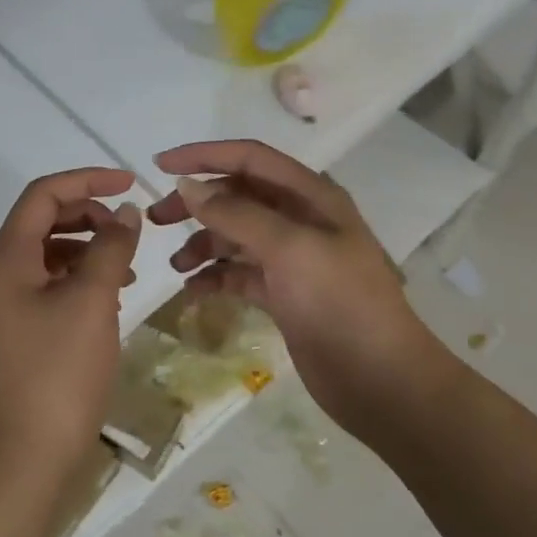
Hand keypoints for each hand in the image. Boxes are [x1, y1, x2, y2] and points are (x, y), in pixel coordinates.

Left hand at [0, 167, 141, 479]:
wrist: (32, 448)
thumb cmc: (61, 369)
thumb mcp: (93, 299)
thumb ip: (111, 247)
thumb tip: (125, 211)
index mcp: (9, 256)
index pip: (44, 194)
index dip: (86, 179)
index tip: (130, 183)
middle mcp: (4, 270)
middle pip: (46, 218)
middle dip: (90, 212)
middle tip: (130, 227)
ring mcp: (13, 299)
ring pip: (54, 249)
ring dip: (91, 245)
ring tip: (130, 264)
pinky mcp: (27, 324)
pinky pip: (57, 280)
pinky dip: (86, 274)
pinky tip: (116, 290)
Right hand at [146, 139, 447, 442]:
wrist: (381, 380)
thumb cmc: (340, 303)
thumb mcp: (289, 249)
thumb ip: (236, 214)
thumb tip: (187, 186)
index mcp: (310, 196)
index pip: (249, 159)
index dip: (204, 156)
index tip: (159, 166)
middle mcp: (300, 220)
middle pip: (237, 197)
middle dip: (196, 204)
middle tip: (155, 221)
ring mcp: (292, 259)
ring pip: (235, 237)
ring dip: (202, 244)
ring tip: (176, 267)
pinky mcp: (283, 295)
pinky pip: (239, 274)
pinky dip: (215, 277)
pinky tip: (194, 290)